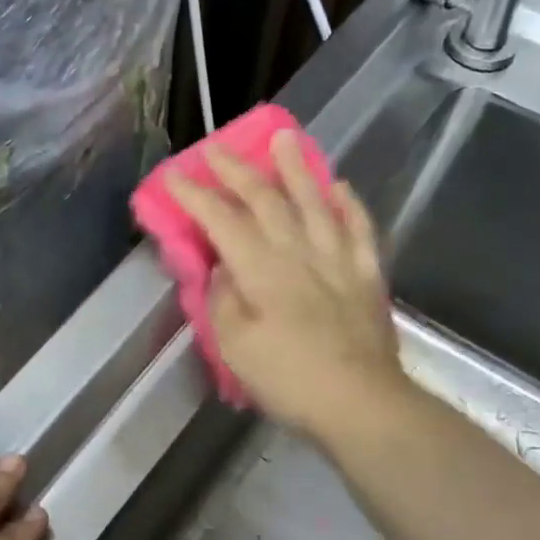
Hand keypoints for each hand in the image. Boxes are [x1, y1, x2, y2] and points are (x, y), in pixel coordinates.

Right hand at [167, 131, 405, 439]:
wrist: (359, 402)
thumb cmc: (288, 379)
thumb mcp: (234, 346)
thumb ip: (223, 300)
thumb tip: (223, 268)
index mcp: (261, 270)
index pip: (222, 221)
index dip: (195, 195)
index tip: (173, 175)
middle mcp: (299, 252)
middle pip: (266, 200)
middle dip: (237, 171)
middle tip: (216, 148)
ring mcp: (338, 260)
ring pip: (315, 202)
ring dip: (296, 168)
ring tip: (284, 137)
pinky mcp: (366, 275)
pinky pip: (359, 229)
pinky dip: (348, 204)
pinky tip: (340, 187)